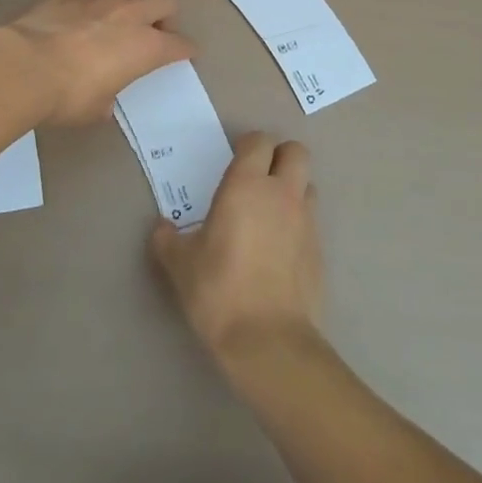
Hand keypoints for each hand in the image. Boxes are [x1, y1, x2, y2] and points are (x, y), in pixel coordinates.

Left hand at [0, 0, 194, 126]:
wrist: (23, 65)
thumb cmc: (68, 95)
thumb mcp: (96, 108)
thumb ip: (109, 96)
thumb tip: (104, 97)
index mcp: (145, 46)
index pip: (179, 44)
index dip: (186, 50)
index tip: (187, 54)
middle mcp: (129, 15)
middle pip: (164, 2)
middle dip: (166, 17)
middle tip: (156, 33)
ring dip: (130, 8)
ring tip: (115, 25)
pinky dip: (96, 6)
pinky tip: (81, 20)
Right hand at [151, 133, 323, 364]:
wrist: (268, 341)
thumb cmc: (219, 290)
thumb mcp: (180, 264)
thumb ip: (167, 240)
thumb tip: (162, 229)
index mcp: (247, 185)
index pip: (259, 141)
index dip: (248, 145)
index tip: (234, 162)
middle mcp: (282, 193)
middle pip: (296, 152)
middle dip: (280, 157)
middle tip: (258, 179)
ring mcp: (306, 221)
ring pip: (308, 185)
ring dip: (293, 189)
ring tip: (270, 214)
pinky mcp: (320, 251)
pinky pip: (312, 222)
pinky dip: (298, 225)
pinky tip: (280, 251)